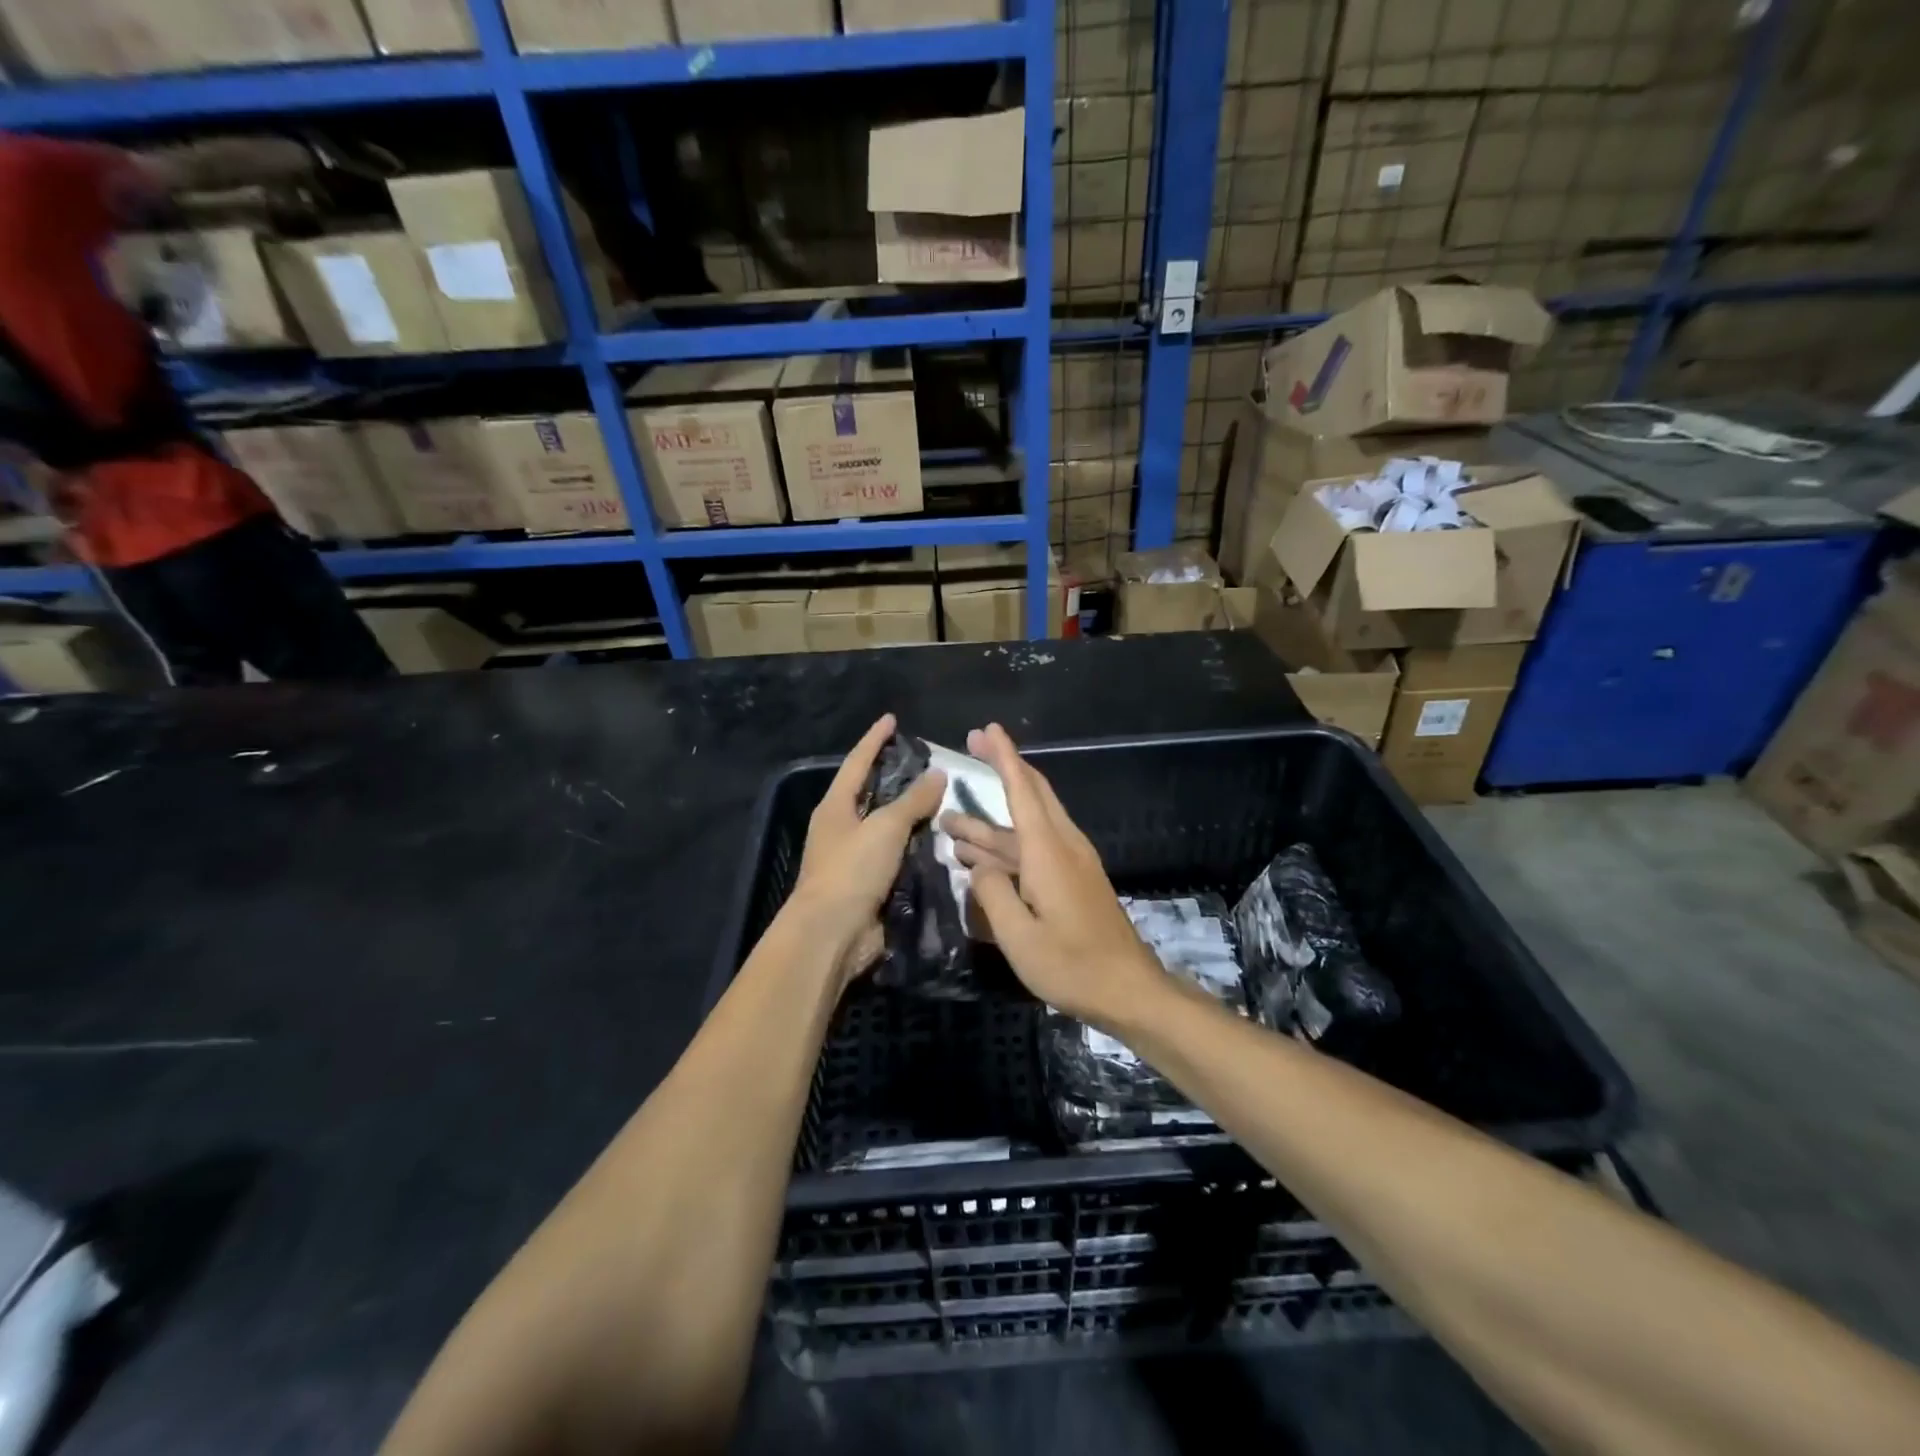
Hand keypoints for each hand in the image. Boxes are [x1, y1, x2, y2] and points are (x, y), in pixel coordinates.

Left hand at [792, 714, 946, 987]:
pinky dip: (913, 846)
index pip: (857, 762)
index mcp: (835, 807)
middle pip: (870, 793)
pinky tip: (938, 841)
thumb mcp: (885, 827)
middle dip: (894, 777)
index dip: (875, 739)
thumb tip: (938, 774)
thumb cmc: (852, 870)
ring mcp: (852, 858)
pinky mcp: (867, 884)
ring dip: (909, 814)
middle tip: (925, 761)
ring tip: (941, 798)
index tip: (892, 720)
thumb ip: (913, 800)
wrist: (831, 934)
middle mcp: (840, 828)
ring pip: (885, 826)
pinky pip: (894, 856)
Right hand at [946, 724, 1165, 1029]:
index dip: (1003, 757)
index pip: (1022, 790)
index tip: (985, 730)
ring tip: (949, 823)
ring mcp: (1071, 864)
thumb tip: (977, 865)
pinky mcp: (1074, 881)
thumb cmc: (1072, 965)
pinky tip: (979, 861)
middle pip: (1032, 794)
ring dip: (991, 822)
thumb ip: (990, 894)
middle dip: (1003, 767)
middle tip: (972, 747)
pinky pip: (1035, 849)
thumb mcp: (1018, 937)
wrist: (1129, 991)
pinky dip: (1006, 846)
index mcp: (1049, 852)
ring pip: (1028, 827)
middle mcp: (1063, 846)